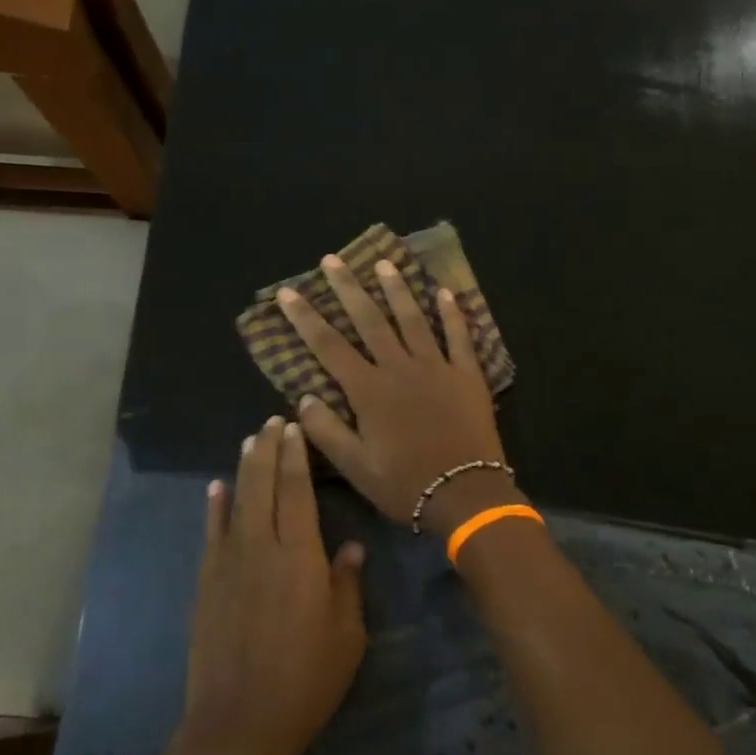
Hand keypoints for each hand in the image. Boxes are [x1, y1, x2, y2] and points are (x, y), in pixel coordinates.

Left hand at [183, 416, 367, 754]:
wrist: (239, 722)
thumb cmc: (306, 681)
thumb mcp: (347, 636)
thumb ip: (347, 584)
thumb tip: (350, 547)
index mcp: (300, 556)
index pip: (297, 491)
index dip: (296, 456)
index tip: (295, 428)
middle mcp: (261, 547)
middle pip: (263, 485)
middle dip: (268, 449)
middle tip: (273, 421)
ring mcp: (228, 563)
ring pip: (236, 501)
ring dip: (244, 467)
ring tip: (250, 440)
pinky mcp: (206, 582)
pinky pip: (212, 532)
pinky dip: (214, 506)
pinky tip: (216, 488)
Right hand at [277, 255, 516, 536]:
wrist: (466, 494)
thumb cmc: (406, 484)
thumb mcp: (355, 467)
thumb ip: (326, 430)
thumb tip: (302, 397)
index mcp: (369, 391)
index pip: (328, 346)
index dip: (305, 318)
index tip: (288, 292)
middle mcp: (400, 368)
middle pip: (369, 320)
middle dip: (348, 288)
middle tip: (332, 260)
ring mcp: (437, 367)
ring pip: (413, 319)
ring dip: (397, 289)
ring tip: (384, 263)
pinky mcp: (467, 375)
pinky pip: (459, 336)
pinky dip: (453, 313)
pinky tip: (445, 292)